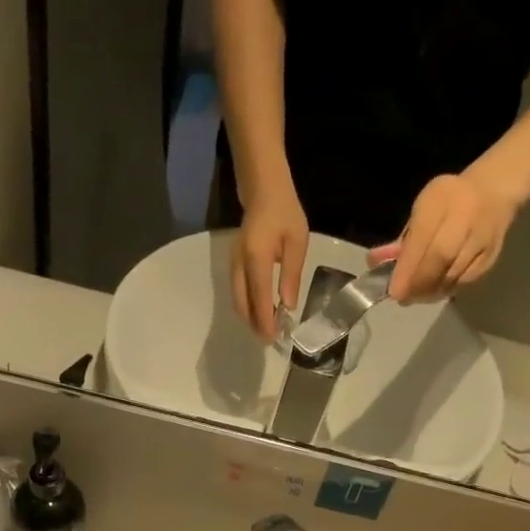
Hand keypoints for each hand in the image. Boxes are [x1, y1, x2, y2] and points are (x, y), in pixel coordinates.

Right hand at [232, 183, 308, 340]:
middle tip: (270, 340)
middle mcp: (239, 264)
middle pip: (241, 304)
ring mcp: (232, 264)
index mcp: (256, 258)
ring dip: (249, 318)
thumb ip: (291, 275)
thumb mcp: (297, 242)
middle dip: (254, 325)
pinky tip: (260, 312)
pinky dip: (246, 307)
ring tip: (266, 329)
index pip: (258, 298)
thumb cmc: (285, 214)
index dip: (264, 321)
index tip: (273, 339)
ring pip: (236, 301)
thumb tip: (288, 306)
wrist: (263, 191)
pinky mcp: (233, 265)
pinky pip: (237, 293)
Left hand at [372, 167, 518, 303]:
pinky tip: (435, 290)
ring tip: (416, 296)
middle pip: (440, 258)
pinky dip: (446, 290)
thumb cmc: (448, 201)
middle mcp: (466, 216)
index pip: (423, 238)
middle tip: (402, 298)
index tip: (394, 290)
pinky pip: (465, 281)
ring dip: (430, 291)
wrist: (494, 191)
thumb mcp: (422, 209)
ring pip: (453, 274)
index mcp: (442, 199)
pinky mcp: (491, 256)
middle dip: (418, 283)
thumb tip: (374, 262)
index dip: (407, 268)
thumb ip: (402, 238)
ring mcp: (482, 237)